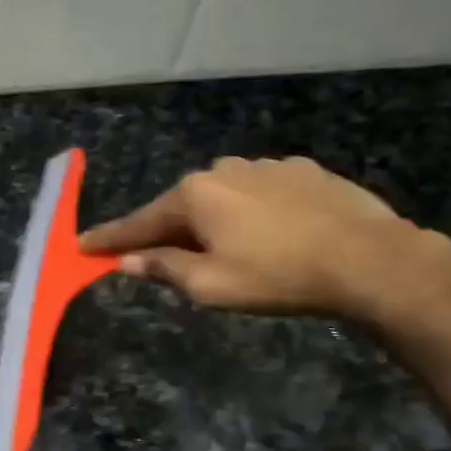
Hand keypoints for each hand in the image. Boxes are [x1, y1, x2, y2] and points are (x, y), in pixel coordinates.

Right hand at [79, 157, 426, 318]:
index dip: (109, 240)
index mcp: (195, 196)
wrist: (369, 259)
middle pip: (180, 207)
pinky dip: (249, 213)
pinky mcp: (302, 171)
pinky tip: (268, 234)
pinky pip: (258, 193)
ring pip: (221, 197)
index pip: (139, 222)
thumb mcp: (211, 285)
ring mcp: (266, 165)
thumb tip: (128, 262)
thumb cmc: (278, 276)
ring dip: (211, 222)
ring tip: (224, 252)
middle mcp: (224, 170)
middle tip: (157, 261)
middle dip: (165, 232)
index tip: (81, 246)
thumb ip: (164, 269)